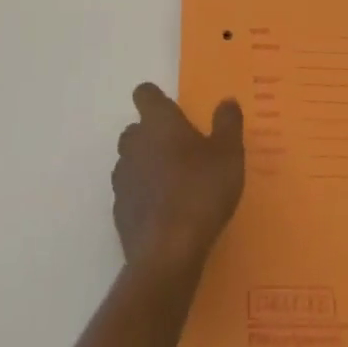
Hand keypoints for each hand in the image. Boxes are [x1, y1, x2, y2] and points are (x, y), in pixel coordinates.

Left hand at [112, 84, 244, 273]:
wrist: (168, 252)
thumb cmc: (201, 191)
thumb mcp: (228, 154)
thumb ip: (227, 123)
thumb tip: (227, 100)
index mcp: (158, 122)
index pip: (145, 94)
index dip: (156, 98)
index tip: (172, 110)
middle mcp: (134, 143)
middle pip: (135, 129)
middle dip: (153, 135)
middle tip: (180, 151)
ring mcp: (123, 178)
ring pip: (131, 161)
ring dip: (146, 166)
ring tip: (174, 184)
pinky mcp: (119, 211)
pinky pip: (130, 193)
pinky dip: (143, 197)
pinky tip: (164, 213)